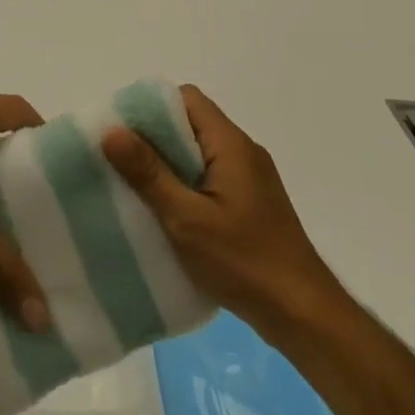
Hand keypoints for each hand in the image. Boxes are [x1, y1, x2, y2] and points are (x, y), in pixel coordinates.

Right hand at [101, 86, 344, 330]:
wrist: (304, 316)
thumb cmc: (244, 262)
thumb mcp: (186, 218)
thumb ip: (148, 173)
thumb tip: (111, 129)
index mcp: (231, 144)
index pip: (187, 98)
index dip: (151, 107)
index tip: (120, 129)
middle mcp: (243, 152)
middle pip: (190, 124)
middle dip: (152, 138)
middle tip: (117, 160)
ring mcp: (249, 179)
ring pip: (198, 153)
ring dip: (166, 164)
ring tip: (133, 186)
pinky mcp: (250, 204)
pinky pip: (208, 177)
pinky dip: (183, 185)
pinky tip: (164, 212)